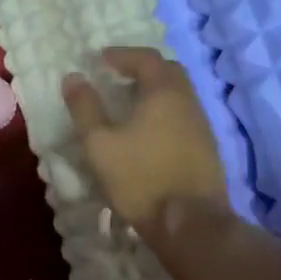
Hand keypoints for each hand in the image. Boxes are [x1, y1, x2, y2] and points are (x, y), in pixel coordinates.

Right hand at [62, 46, 227, 235]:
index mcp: (164, 93)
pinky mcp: (207, 149)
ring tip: (129, 102)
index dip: (122, 54)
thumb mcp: (99, 143)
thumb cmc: (140, 178)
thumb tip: (74, 77)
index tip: (101, 59)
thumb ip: (85, 107)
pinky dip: (165, 110)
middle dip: (142, 68)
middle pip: (169, 71)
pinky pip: (184, 115)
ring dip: (155, 90)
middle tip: (118, 76)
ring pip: (179, 94)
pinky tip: (149, 130)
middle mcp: (188, 102)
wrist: (191, 224)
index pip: (146, 58)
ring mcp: (202, 126)